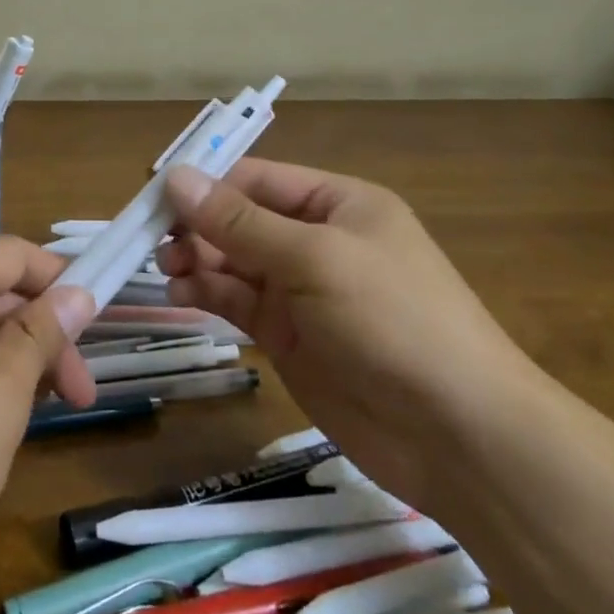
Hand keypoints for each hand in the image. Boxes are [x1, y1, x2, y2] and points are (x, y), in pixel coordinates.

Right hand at [159, 160, 535, 508]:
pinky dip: (208, 294)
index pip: (257, 180)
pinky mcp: (290, 336)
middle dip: (198, 226)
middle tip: (155, 242)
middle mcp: (317, 240)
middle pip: (240, 220)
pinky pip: (238, 301)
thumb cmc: (393, 320)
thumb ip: (239, 221)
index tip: (155, 196)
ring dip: (197, 261)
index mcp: (337, 204)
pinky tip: (182, 295)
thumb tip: (175, 177)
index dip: (206, 184)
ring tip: (167, 271)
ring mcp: (302, 291)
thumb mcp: (314, 258)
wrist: (458, 436)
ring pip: (233, 261)